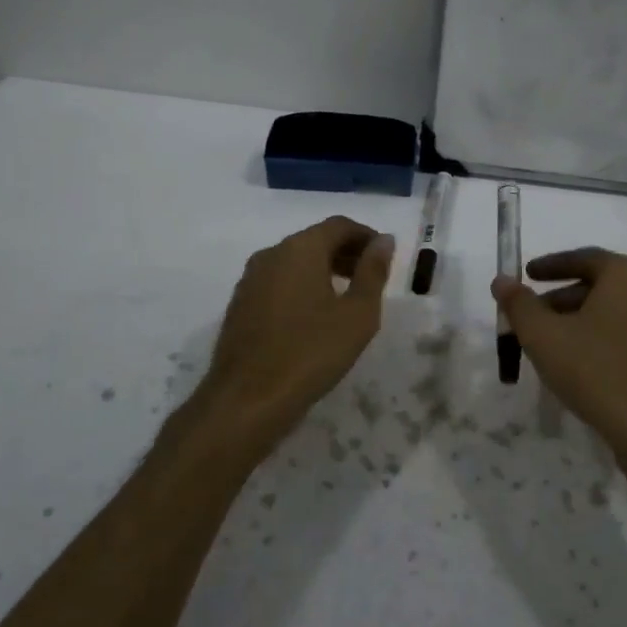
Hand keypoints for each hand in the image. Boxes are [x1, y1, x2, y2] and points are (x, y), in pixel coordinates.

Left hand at [196, 216, 393, 454]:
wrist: (247, 400)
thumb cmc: (311, 353)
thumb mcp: (357, 314)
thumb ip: (373, 272)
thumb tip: (383, 240)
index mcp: (300, 249)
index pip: (339, 225)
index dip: (366, 236)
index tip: (385, 257)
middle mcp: (271, 254)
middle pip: (315, 240)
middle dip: (346, 253)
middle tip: (371, 278)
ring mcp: (250, 279)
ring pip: (295, 261)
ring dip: (324, 270)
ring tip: (347, 299)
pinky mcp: (240, 304)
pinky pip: (278, 281)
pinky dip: (302, 286)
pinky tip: (314, 317)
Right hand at [492, 248, 626, 469]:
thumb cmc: (595, 372)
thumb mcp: (544, 336)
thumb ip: (519, 304)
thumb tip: (501, 280)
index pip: (584, 258)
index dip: (550, 266)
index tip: (527, 275)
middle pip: (600, 284)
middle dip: (562, 297)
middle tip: (533, 313)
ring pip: (616, 311)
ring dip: (581, 318)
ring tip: (551, 342)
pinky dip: (603, 336)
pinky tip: (581, 362)